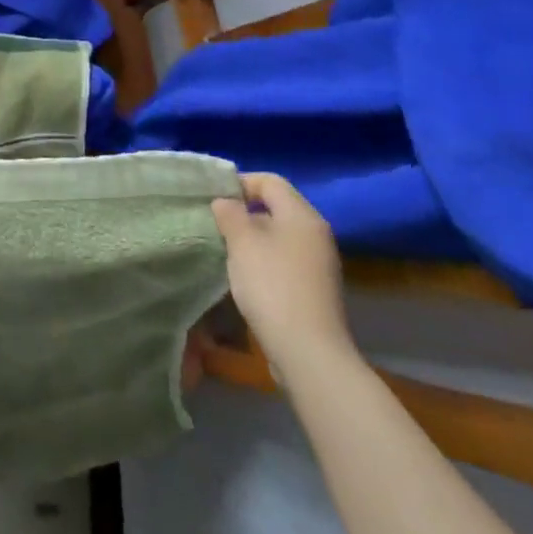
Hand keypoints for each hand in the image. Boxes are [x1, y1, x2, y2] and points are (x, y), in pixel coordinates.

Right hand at [211, 172, 354, 382]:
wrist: (308, 351)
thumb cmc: (272, 285)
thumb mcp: (242, 241)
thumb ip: (230, 213)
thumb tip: (225, 202)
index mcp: (302, 216)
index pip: (270, 181)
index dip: (240, 183)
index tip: (214, 199)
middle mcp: (315, 234)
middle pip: (276, 207)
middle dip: (243, 212)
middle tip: (216, 224)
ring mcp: (318, 263)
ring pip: (278, 235)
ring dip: (251, 238)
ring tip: (225, 249)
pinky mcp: (314, 289)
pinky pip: (284, 259)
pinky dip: (263, 259)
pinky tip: (245, 276)